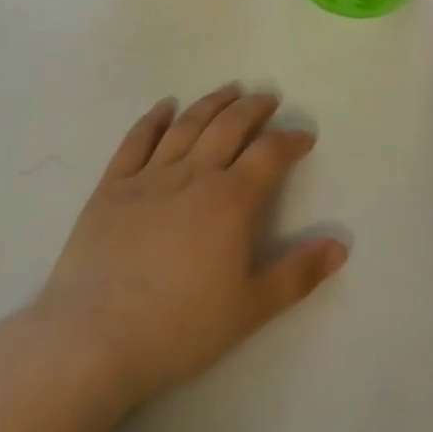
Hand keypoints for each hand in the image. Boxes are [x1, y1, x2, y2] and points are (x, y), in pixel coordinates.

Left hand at [26, 85, 347, 413]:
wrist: (91, 341)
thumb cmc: (178, 328)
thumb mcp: (250, 309)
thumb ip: (298, 274)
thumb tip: (341, 246)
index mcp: (231, 200)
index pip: (269, 154)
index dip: (290, 140)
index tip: (303, 137)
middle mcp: (194, 175)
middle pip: (229, 127)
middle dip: (253, 109)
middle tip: (268, 99)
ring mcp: (149, 177)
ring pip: (187, 125)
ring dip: (212, 103)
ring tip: (230, 90)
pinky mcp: (111, 188)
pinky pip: (135, 141)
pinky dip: (152, 119)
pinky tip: (164, 106)